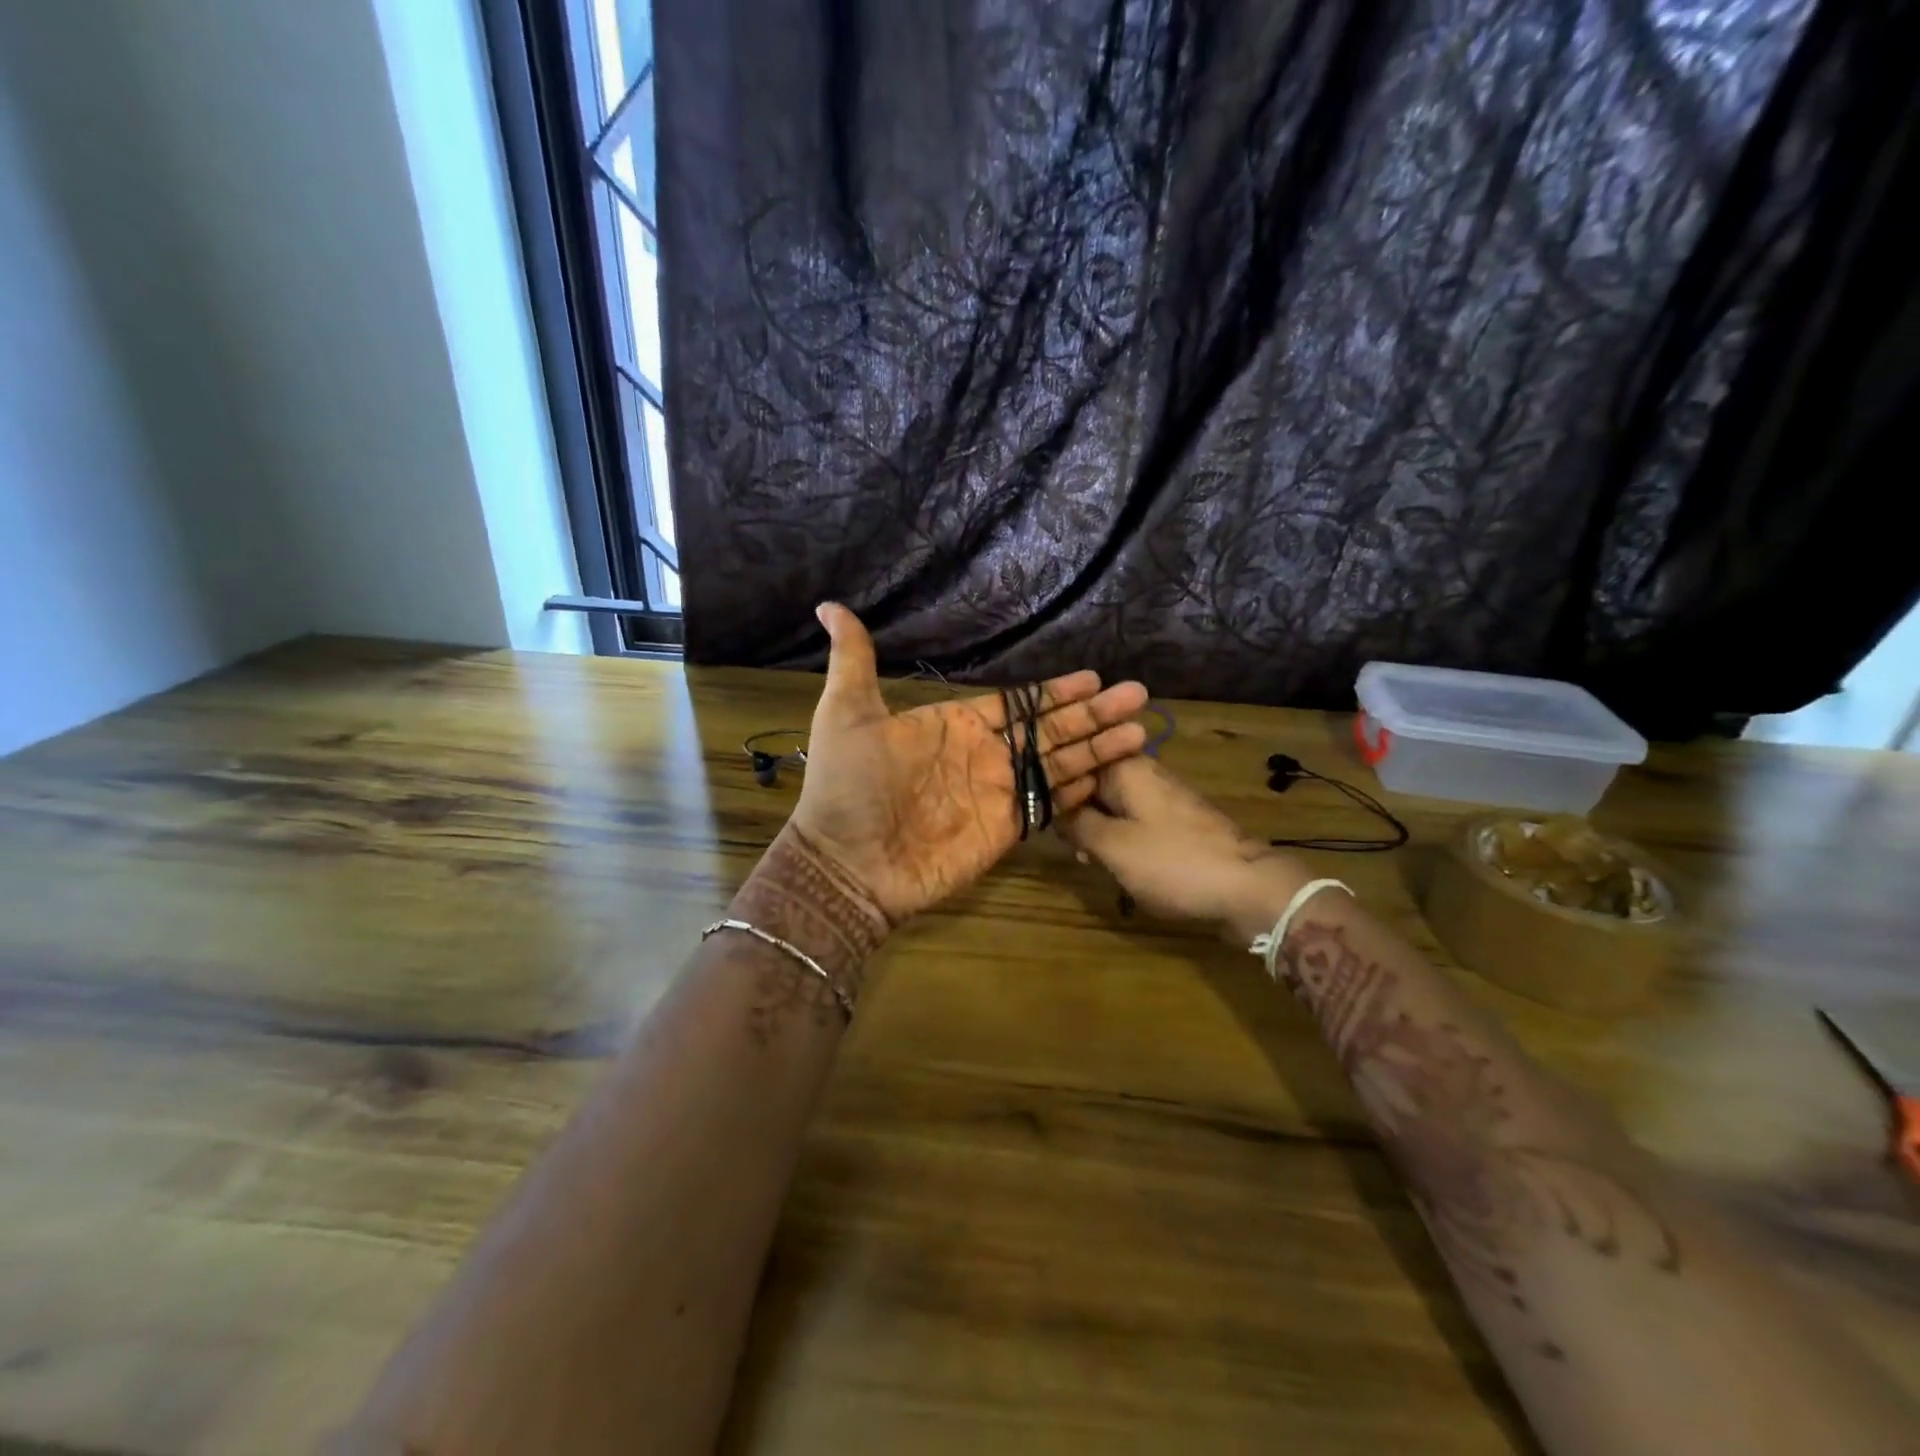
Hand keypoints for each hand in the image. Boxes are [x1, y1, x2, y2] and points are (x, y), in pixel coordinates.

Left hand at [788, 604, 1150, 923]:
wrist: (847, 863)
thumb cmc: (847, 786)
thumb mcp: (846, 712)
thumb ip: (854, 660)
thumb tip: (830, 607)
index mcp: (955, 725)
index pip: (1018, 703)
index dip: (1054, 692)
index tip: (1093, 677)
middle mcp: (984, 755)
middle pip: (1050, 730)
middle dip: (1093, 713)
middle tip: (1137, 695)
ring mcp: (998, 794)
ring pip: (1059, 763)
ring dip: (1099, 748)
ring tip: (1141, 731)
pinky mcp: (1006, 831)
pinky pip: (1050, 805)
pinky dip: (1080, 791)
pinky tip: (1112, 775)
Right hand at [1059, 757, 1311, 940]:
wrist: (1248, 887)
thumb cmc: (1173, 862)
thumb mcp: (1113, 846)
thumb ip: (1077, 824)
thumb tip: (1055, 809)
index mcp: (1124, 767)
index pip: (1072, 763)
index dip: (1053, 791)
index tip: (1041, 819)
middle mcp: (1142, 771)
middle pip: (1091, 783)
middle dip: (1075, 815)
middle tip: (1072, 849)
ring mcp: (1161, 795)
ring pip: (1112, 804)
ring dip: (1097, 831)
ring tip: (1092, 862)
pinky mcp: (1175, 819)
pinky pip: (1134, 820)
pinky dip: (1121, 839)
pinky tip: (1118, 865)